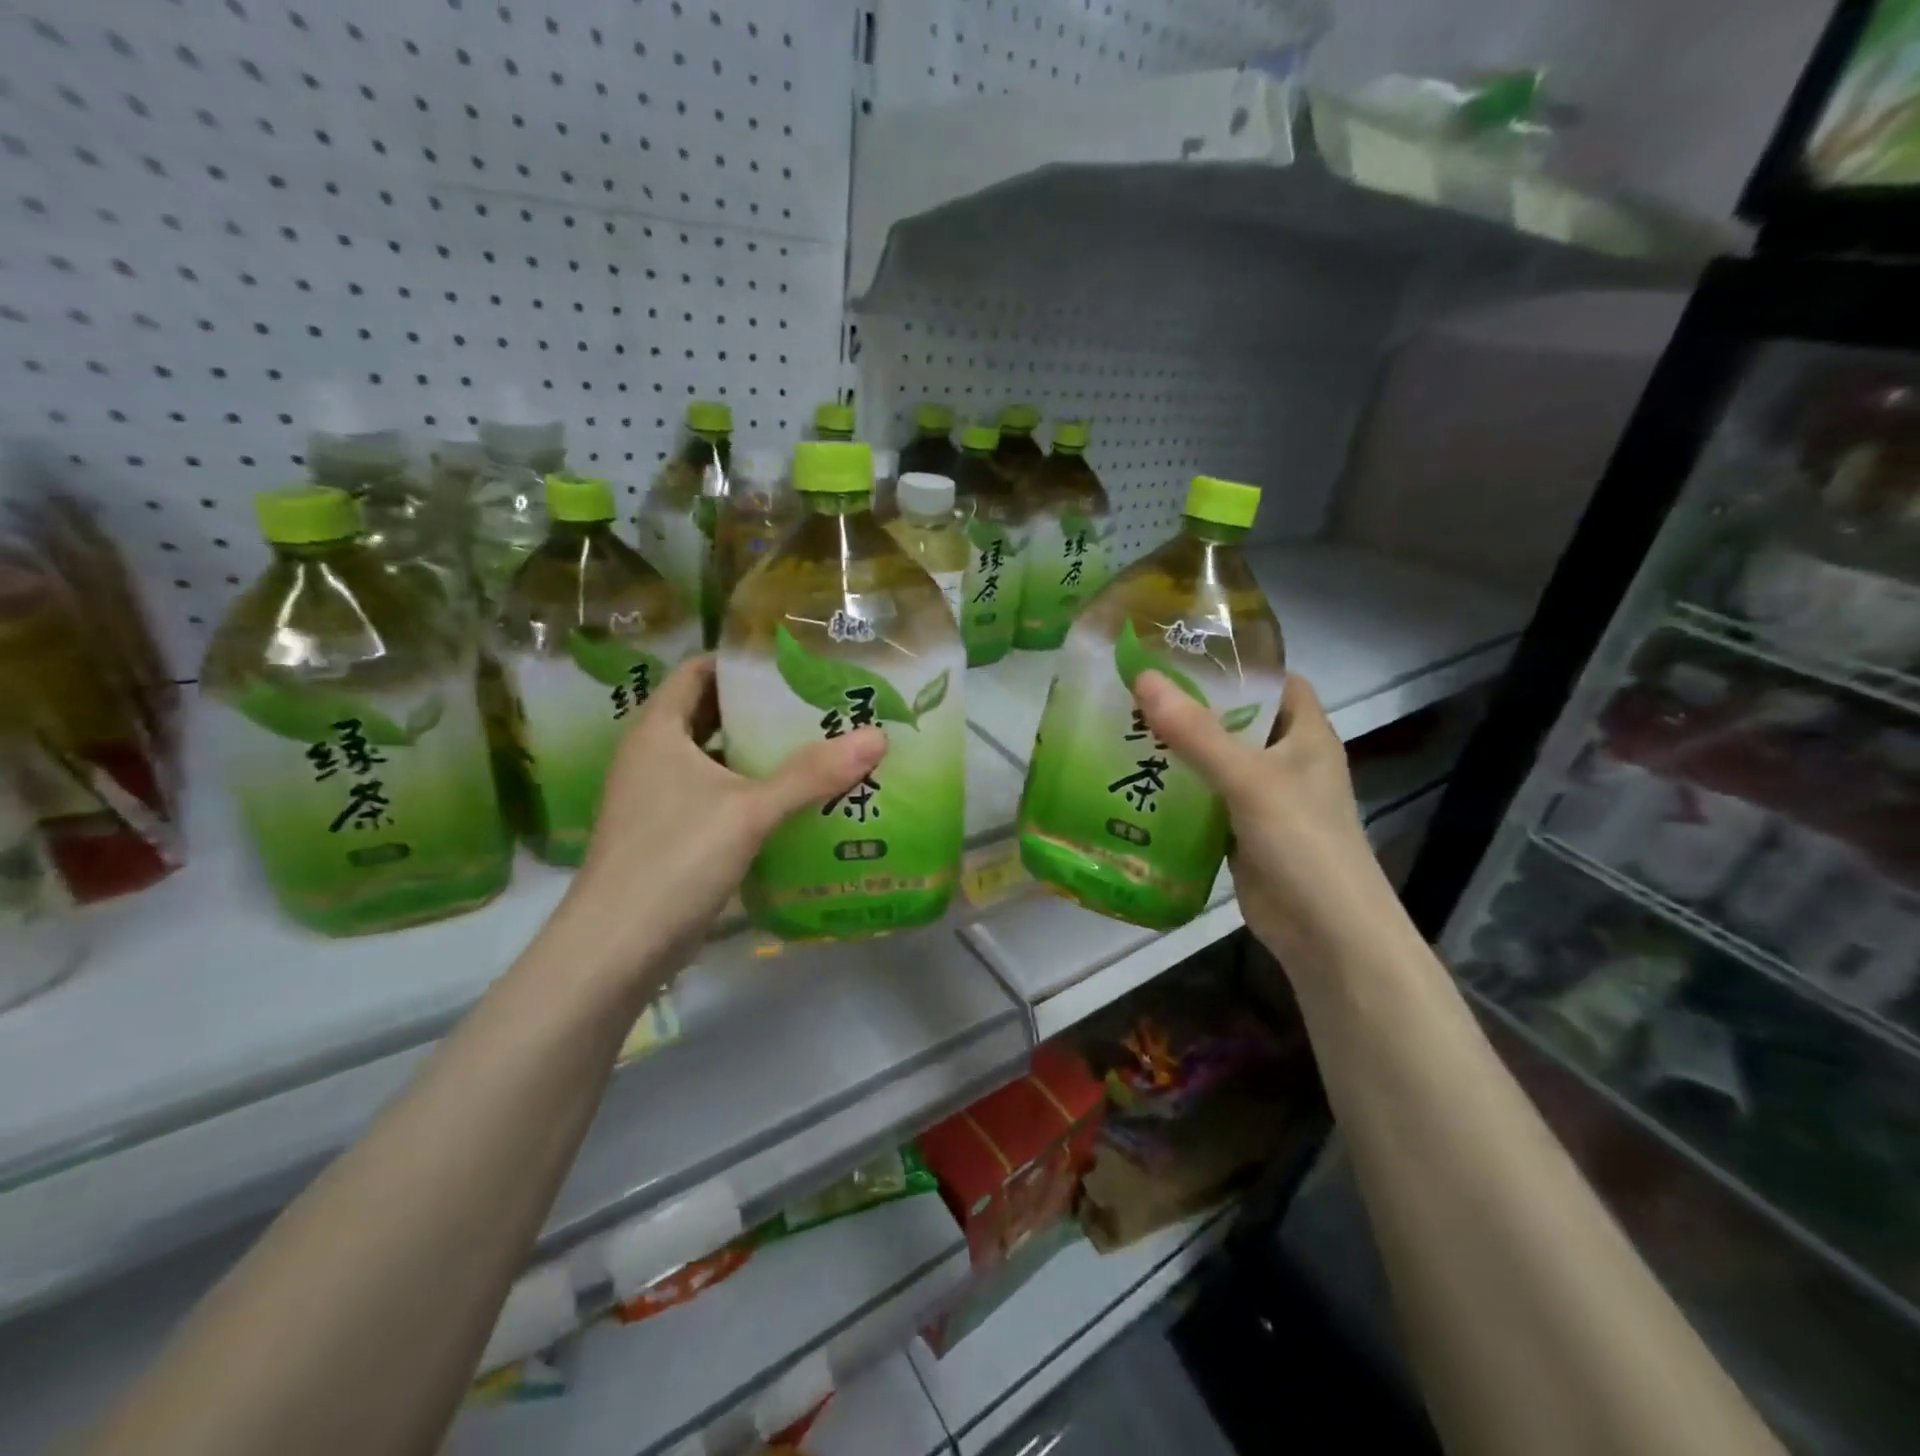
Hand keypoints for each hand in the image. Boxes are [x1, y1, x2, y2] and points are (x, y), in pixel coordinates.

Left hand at [563, 655, 885, 978]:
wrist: (616, 949)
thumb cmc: (674, 859)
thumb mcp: (749, 811)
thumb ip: (812, 774)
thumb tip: (878, 736)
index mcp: (659, 732)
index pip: (698, 672)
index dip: (740, 662)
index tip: (791, 662)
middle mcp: (653, 757)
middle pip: (710, 714)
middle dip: (759, 709)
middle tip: (816, 704)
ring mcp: (658, 799)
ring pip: (715, 759)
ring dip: (757, 754)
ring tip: (816, 746)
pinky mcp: (670, 836)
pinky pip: (716, 797)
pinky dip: (750, 792)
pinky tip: (792, 802)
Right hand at [1133, 670, 1392, 965]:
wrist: (1326, 935)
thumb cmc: (1303, 843)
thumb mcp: (1249, 779)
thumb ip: (1196, 732)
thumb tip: (1143, 678)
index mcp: (1306, 734)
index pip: (1275, 680)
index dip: (1237, 663)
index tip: (1183, 652)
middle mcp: (1286, 760)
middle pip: (1237, 719)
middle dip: (1192, 705)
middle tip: (1136, 689)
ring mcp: (1263, 799)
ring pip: (1216, 761)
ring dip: (1178, 749)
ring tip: (1123, 727)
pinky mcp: (1241, 832)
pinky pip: (1204, 800)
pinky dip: (1176, 791)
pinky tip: (1136, 783)